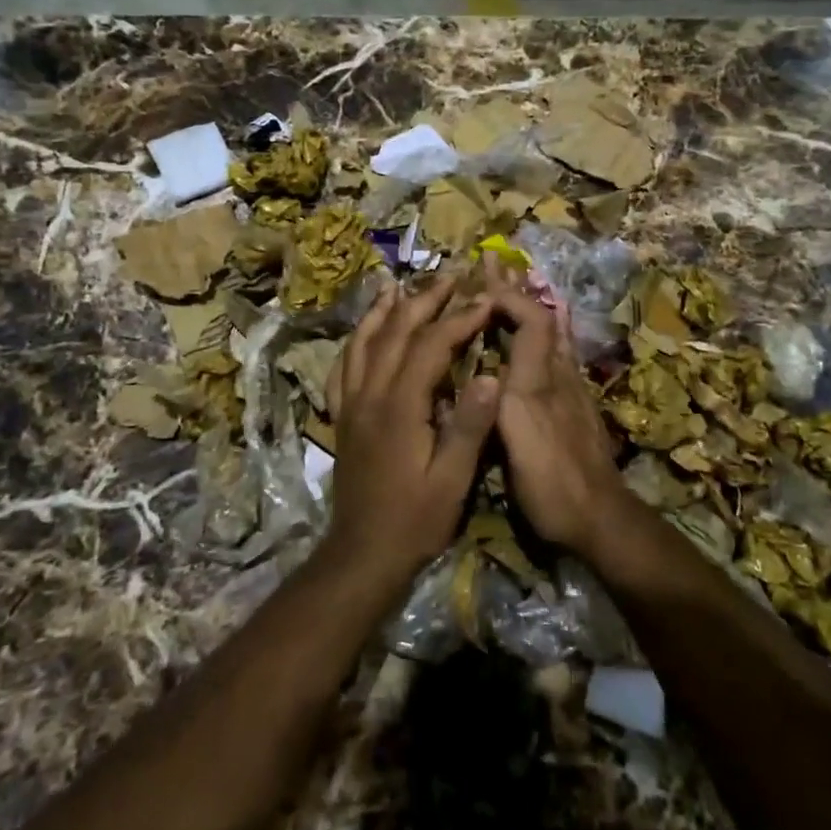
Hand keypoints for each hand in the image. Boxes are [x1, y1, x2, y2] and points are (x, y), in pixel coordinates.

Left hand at [326, 274, 498, 579]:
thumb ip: (470, 426)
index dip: (460, 319)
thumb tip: (488, 375)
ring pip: (364, 342)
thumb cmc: (414, 519)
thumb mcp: (452, 480)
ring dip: (385, 311)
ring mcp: (350, 403)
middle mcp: (370, 394)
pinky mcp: (342, 416)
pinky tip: (364, 332)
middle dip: (425, 300)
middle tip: (451, 276)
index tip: (485, 299)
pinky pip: (343, 367)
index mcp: (400, 406)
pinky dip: (355, 341)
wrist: (362, 553)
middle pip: (396, 332)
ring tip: (399, 285)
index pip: (432, 346)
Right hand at [483, 260, 630, 557]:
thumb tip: (485, 362)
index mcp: (538, 379)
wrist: (599, 518)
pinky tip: (538, 333)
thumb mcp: (518, 439)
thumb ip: (501, 397)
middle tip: (495, 260)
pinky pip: (555, 353)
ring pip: (551, 333)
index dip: (508, 296)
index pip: (531, 318)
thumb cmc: (550, 483)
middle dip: (517, 288)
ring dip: (530, 303)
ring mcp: (570, 390)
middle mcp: (558, 375)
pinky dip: (540, 330)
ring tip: (513, 283)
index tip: (478, 282)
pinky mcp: (574, 406)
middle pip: (543, 318)